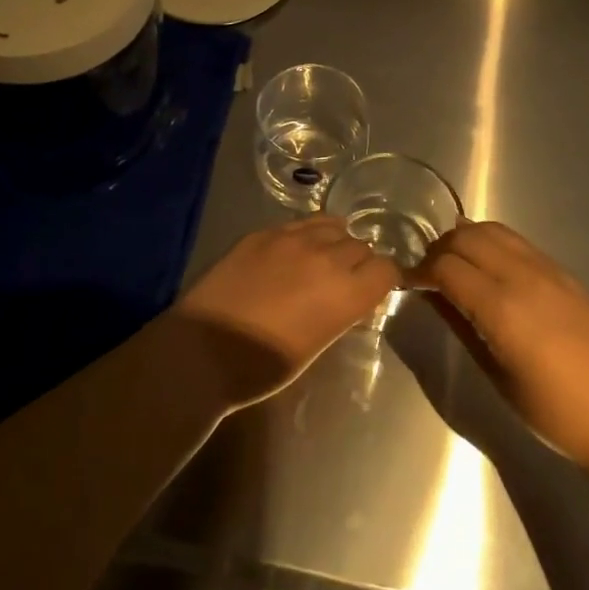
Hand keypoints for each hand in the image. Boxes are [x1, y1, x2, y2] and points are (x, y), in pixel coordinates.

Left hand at [174, 217, 400, 407]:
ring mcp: (291, 238)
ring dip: (334, 241)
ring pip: (332, 225)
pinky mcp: (262, 232)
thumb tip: (348, 295)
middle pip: (360, 245)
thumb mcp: (317, 344)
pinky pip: (299, 222)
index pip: (386, 269)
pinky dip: (306, 234)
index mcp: (345, 293)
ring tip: (320, 259)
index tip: (374, 290)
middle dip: (359, 261)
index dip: (383, 279)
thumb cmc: (263, 367)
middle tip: (343, 280)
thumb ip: (341, 311)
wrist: (202, 350)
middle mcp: (325, 257)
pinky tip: (293, 250)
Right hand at [419, 221, 588, 470]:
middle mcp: (523, 277)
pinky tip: (490, 269)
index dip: (420, 271)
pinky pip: (518, 242)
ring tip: (458, 266)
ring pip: (493, 230)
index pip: (446, 266)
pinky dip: (493, 244)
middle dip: (440, 249)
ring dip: (466, 240)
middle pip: (466, 236)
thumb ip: (462, 325)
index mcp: (502, 307)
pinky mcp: (564, 273)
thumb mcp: (496, 375)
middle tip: (430, 274)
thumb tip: (432, 295)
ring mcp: (547, 270)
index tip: (409, 284)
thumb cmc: (554, 412)